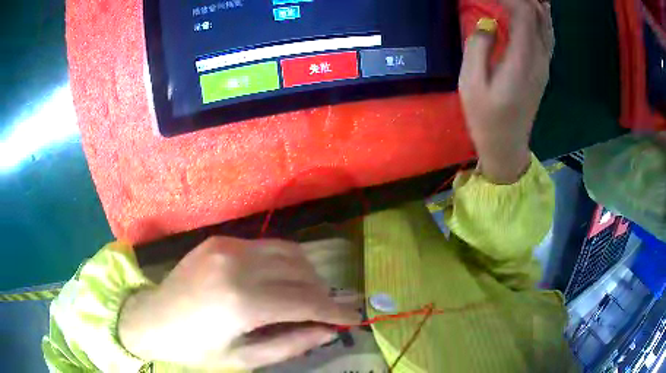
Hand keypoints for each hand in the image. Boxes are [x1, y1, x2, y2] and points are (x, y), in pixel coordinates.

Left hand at [118, 237, 357, 369]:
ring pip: (289, 252)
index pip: (305, 302)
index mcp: (241, 302)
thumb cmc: (195, 348)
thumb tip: (328, 331)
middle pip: (302, 272)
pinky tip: (276, 282)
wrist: (151, 318)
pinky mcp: (220, 239)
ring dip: (306, 275)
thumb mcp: (244, 358)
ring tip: (305, 297)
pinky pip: (266, 246)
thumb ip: (290, 344)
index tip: (354, 318)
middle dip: (322, 293)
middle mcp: (237, 265)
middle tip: (326, 313)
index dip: (335, 311)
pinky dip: (283, 263)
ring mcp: (227, 246)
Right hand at [459, 0, 554, 183]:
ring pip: (547, 24)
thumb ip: (478, 47)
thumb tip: (488, 23)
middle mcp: (539, 59)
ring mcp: (544, 64)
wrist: (507, 145)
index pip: (524, 14)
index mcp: (522, 61)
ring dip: (535, 5)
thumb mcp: (471, 83)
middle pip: (539, 16)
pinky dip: (540, 17)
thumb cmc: (486, 117)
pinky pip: (547, 35)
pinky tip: (533, 11)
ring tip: (521, 0)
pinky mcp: (543, 69)